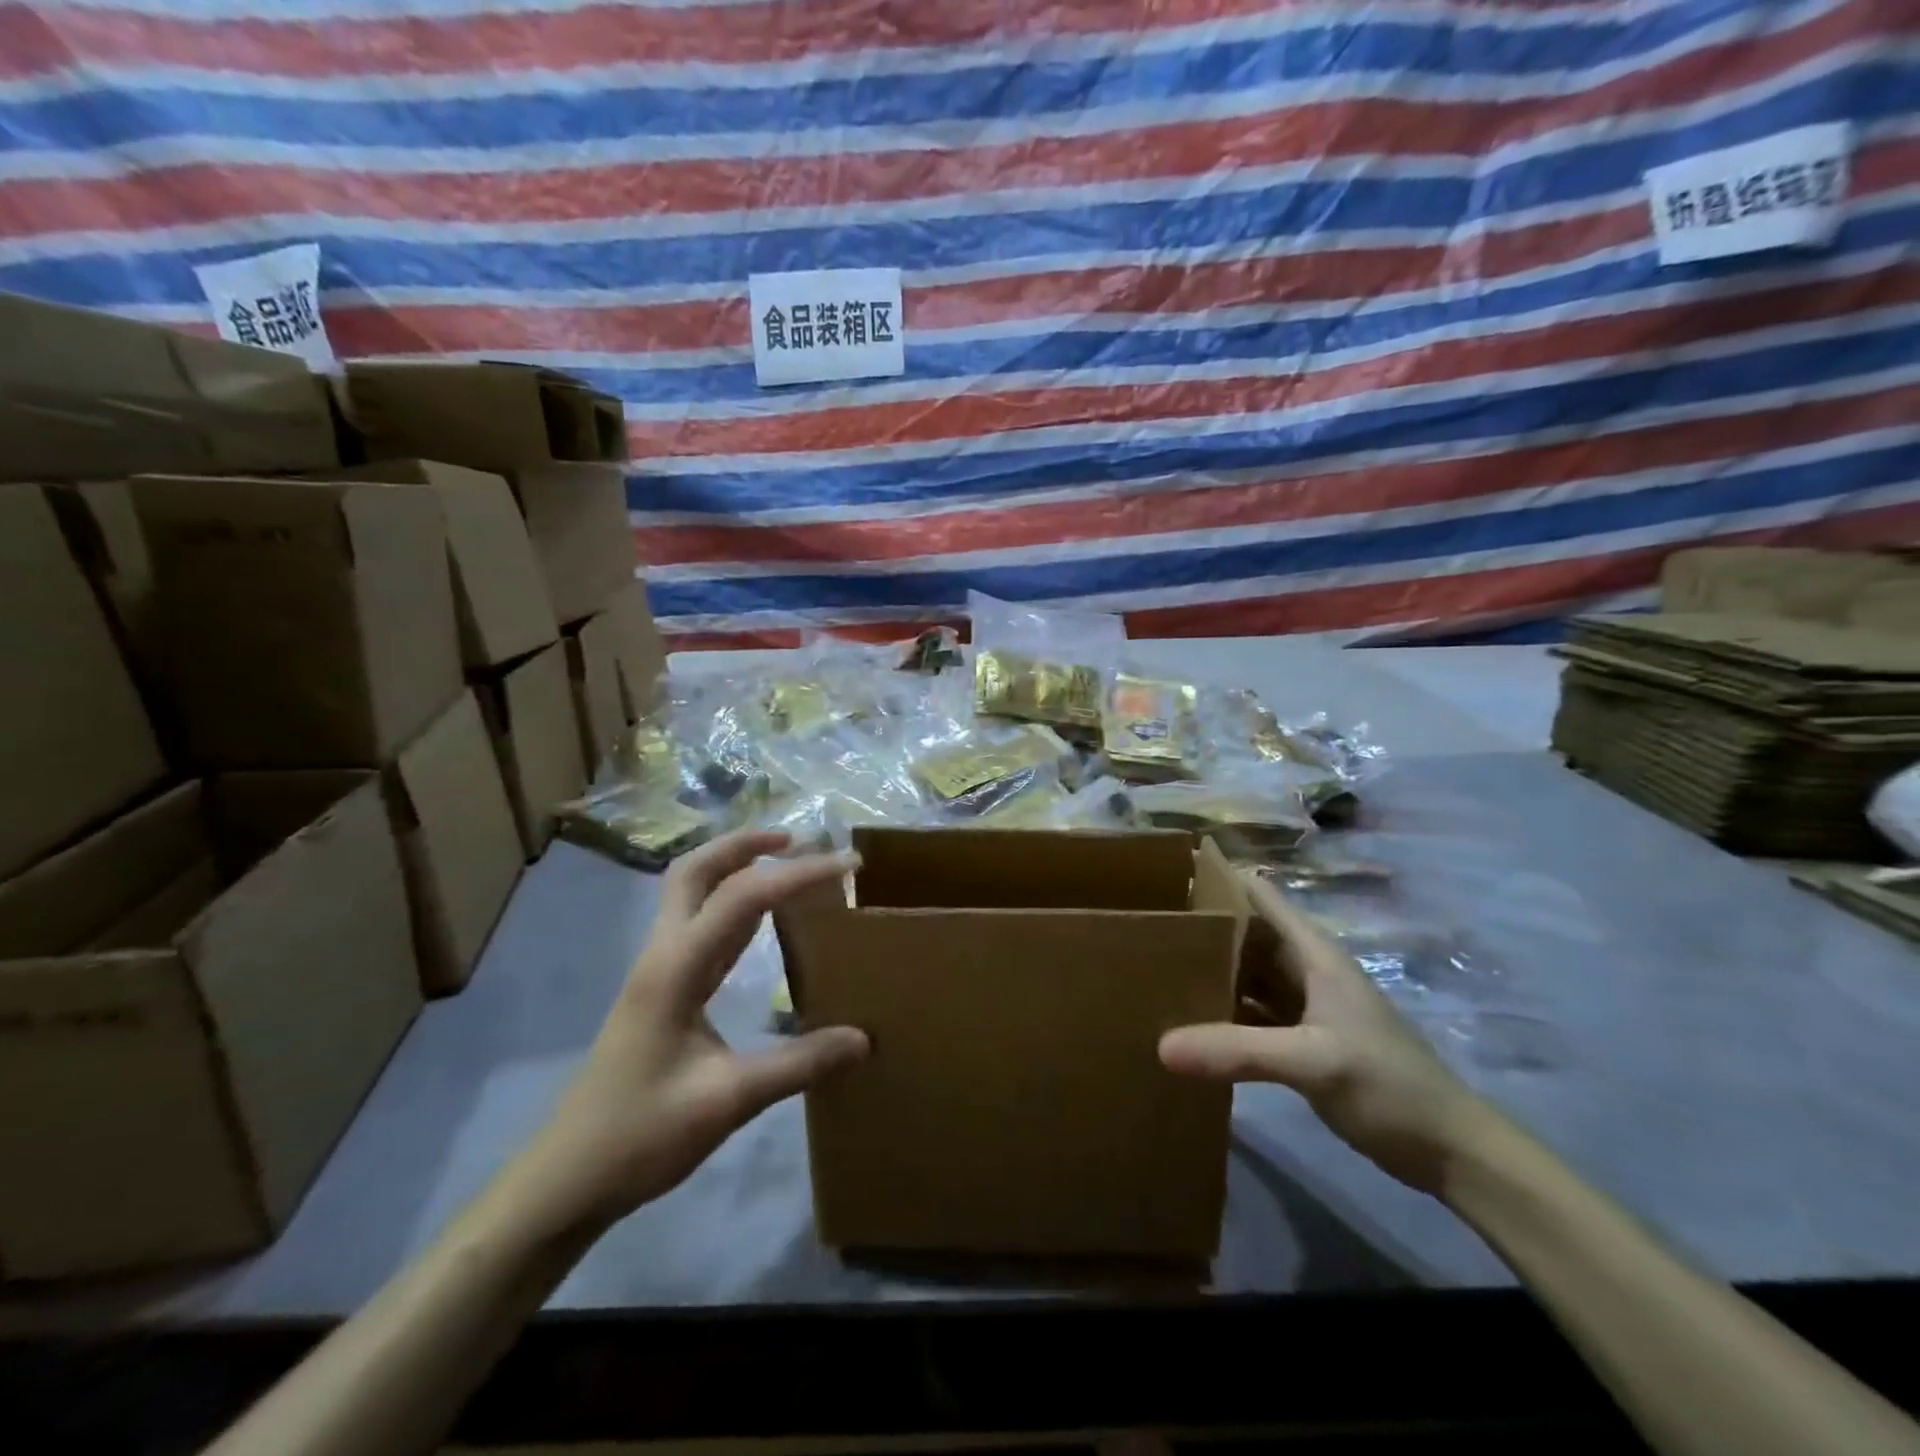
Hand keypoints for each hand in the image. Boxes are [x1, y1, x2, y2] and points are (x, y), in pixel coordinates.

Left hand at [514, 830, 868, 1231]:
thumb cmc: (640, 1136)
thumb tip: (863, 1039)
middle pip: (696, 870)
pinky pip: (700, 926)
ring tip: (787, 865)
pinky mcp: (662, 989)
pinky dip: (734, 905)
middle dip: (745, 844)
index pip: (744, 896)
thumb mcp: (728, 1102)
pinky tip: (762, 922)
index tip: (849, 868)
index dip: (799, 874)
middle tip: (798, 840)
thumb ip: (798, 1065)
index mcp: (676, 968)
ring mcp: (659, 970)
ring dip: (736, 868)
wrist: (567, 1179)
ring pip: (693, 893)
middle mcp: (664, 954)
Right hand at [1159, 870, 1496, 1193]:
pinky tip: (1188, 1020)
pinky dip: (1224, 1012)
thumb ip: (1238, 1050)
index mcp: (1313, 954)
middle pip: (1247, 933)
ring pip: (1248, 975)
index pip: (1260, 895)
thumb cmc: (1388, 1085)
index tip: (1169, 875)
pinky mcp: (1303, 1042)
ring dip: (1211, 969)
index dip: (1220, 879)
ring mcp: (1305, 1008)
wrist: (1448, 1150)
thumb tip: (1161, 1044)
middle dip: (1203, 926)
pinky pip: (1252, 1014)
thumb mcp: (1313, 1061)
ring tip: (1154, 965)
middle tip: (1144, 924)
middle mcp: (1305, 970)